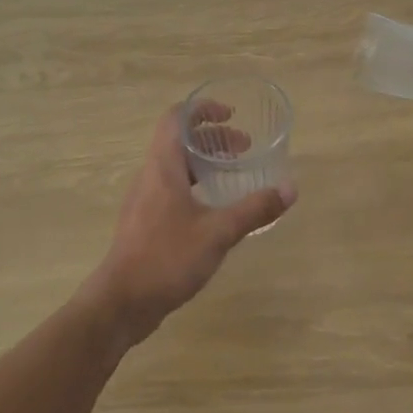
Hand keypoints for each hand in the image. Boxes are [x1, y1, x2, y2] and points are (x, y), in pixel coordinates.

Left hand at [90, 103, 295, 342]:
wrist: (122, 302)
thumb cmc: (167, 258)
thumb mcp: (218, 232)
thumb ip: (254, 209)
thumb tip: (290, 189)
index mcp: (163, 167)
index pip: (175, 118)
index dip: (201, 109)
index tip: (230, 114)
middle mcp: (150, 177)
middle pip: (179, 141)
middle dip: (213, 138)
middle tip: (244, 148)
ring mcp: (145, 201)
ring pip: (176, 167)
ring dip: (205, 163)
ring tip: (234, 175)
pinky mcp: (145, 223)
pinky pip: (172, 190)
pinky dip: (196, 186)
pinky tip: (216, 210)